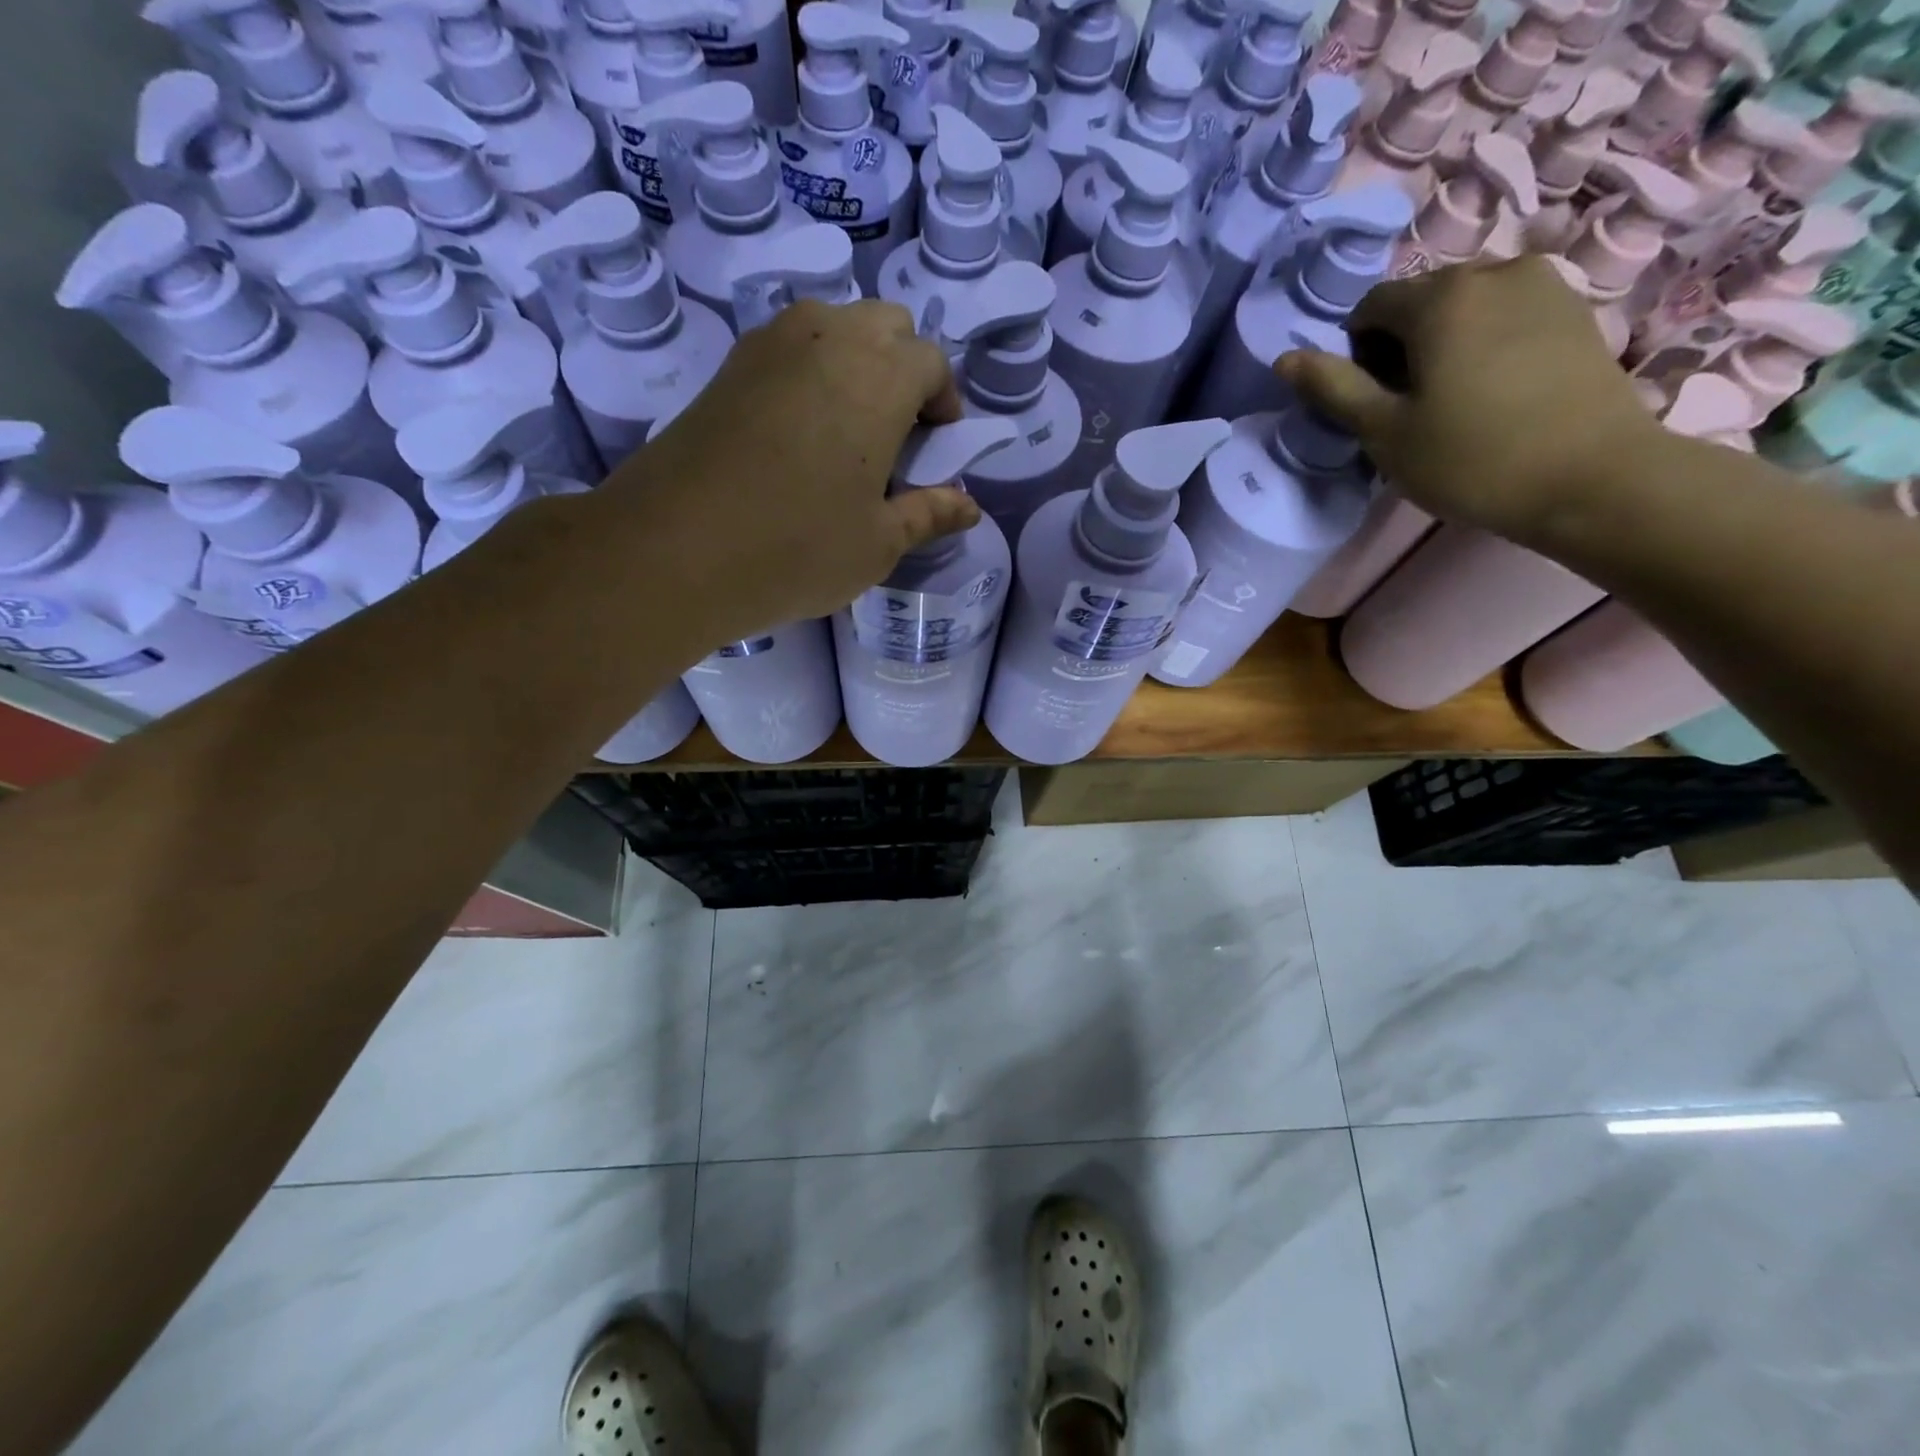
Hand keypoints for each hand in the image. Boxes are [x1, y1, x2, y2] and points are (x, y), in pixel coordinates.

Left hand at [609, 298, 972, 641]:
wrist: (673, 550)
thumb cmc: (797, 548)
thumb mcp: (878, 544)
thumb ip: (929, 515)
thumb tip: (968, 508)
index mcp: (879, 377)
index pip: (931, 362)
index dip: (944, 404)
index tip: (936, 450)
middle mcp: (828, 338)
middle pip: (886, 326)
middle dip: (904, 370)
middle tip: (896, 437)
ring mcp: (770, 345)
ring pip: (834, 326)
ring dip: (856, 364)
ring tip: (848, 434)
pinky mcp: (728, 366)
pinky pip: (789, 347)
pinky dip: (810, 372)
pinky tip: (799, 435)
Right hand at [1277, 257, 1665, 543]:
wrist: (1591, 477)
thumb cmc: (1471, 459)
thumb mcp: (1384, 431)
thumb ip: (1333, 389)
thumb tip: (1285, 358)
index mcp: (1440, 297)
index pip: (1370, 307)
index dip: (1356, 354)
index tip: (1373, 402)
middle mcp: (1493, 269)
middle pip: (1419, 300)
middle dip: (1400, 345)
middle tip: (1410, 407)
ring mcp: (1543, 284)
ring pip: (1464, 306)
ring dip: (1443, 344)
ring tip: (1454, 400)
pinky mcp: (1575, 307)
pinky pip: (1505, 313)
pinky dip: (1485, 343)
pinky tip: (1494, 391)